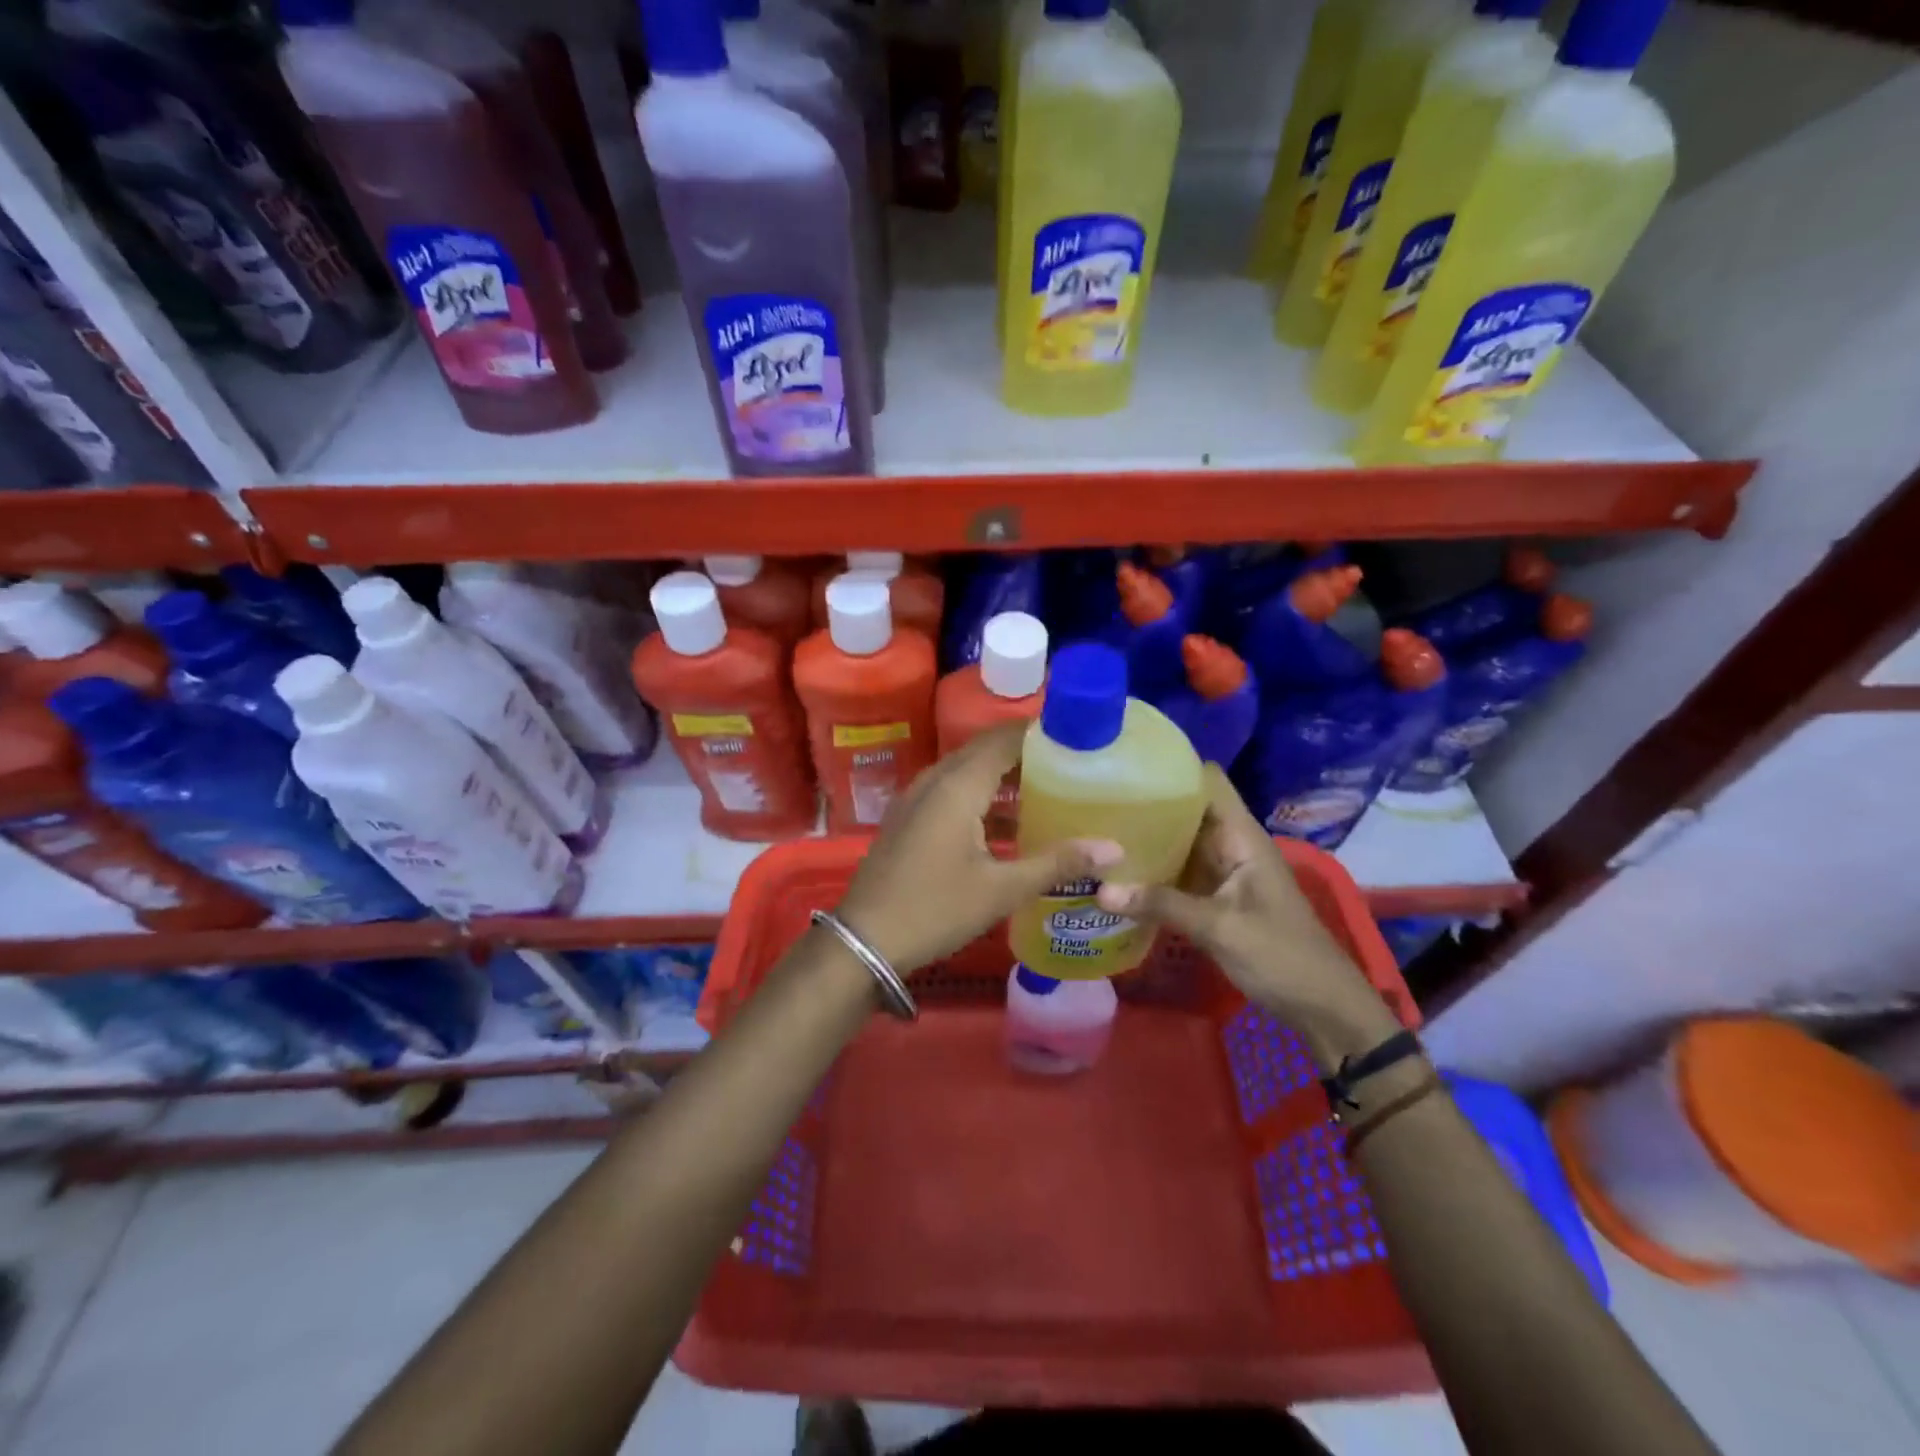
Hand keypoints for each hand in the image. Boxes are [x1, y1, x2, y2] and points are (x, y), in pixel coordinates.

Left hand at [835, 722, 1121, 975]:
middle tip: (1070, 763)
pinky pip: (951, 791)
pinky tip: (1009, 823)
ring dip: (1004, 776)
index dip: (1040, 733)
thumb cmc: (936, 908)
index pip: (1004, 738)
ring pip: (967, 771)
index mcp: (958, 785)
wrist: (865, 940)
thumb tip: (1114, 848)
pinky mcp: (909, 818)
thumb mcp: (1001, 889)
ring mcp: (916, 798)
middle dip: (1026, 752)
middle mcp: (935, 780)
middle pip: (985, 750)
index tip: (1078, 737)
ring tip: (1048, 789)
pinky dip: (982, 795)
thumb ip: (1057, 863)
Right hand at [1095, 766, 1393, 1056]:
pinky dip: (1153, 871)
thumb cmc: (1282, 957)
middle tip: (1094, 803)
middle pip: (1186, 810)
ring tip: (1096, 832)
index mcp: (1242, 837)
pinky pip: (1179, 873)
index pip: (1207, 781)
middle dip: (1147, 805)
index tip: (1126, 767)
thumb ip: (1162, 905)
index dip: (1172, 768)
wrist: (1324, 1008)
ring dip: (1146, 840)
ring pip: (1180, 843)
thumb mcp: (1221, 929)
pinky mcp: (1215, 898)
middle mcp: (1231, 845)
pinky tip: (1117, 874)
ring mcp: (1223, 872)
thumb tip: (1100, 891)